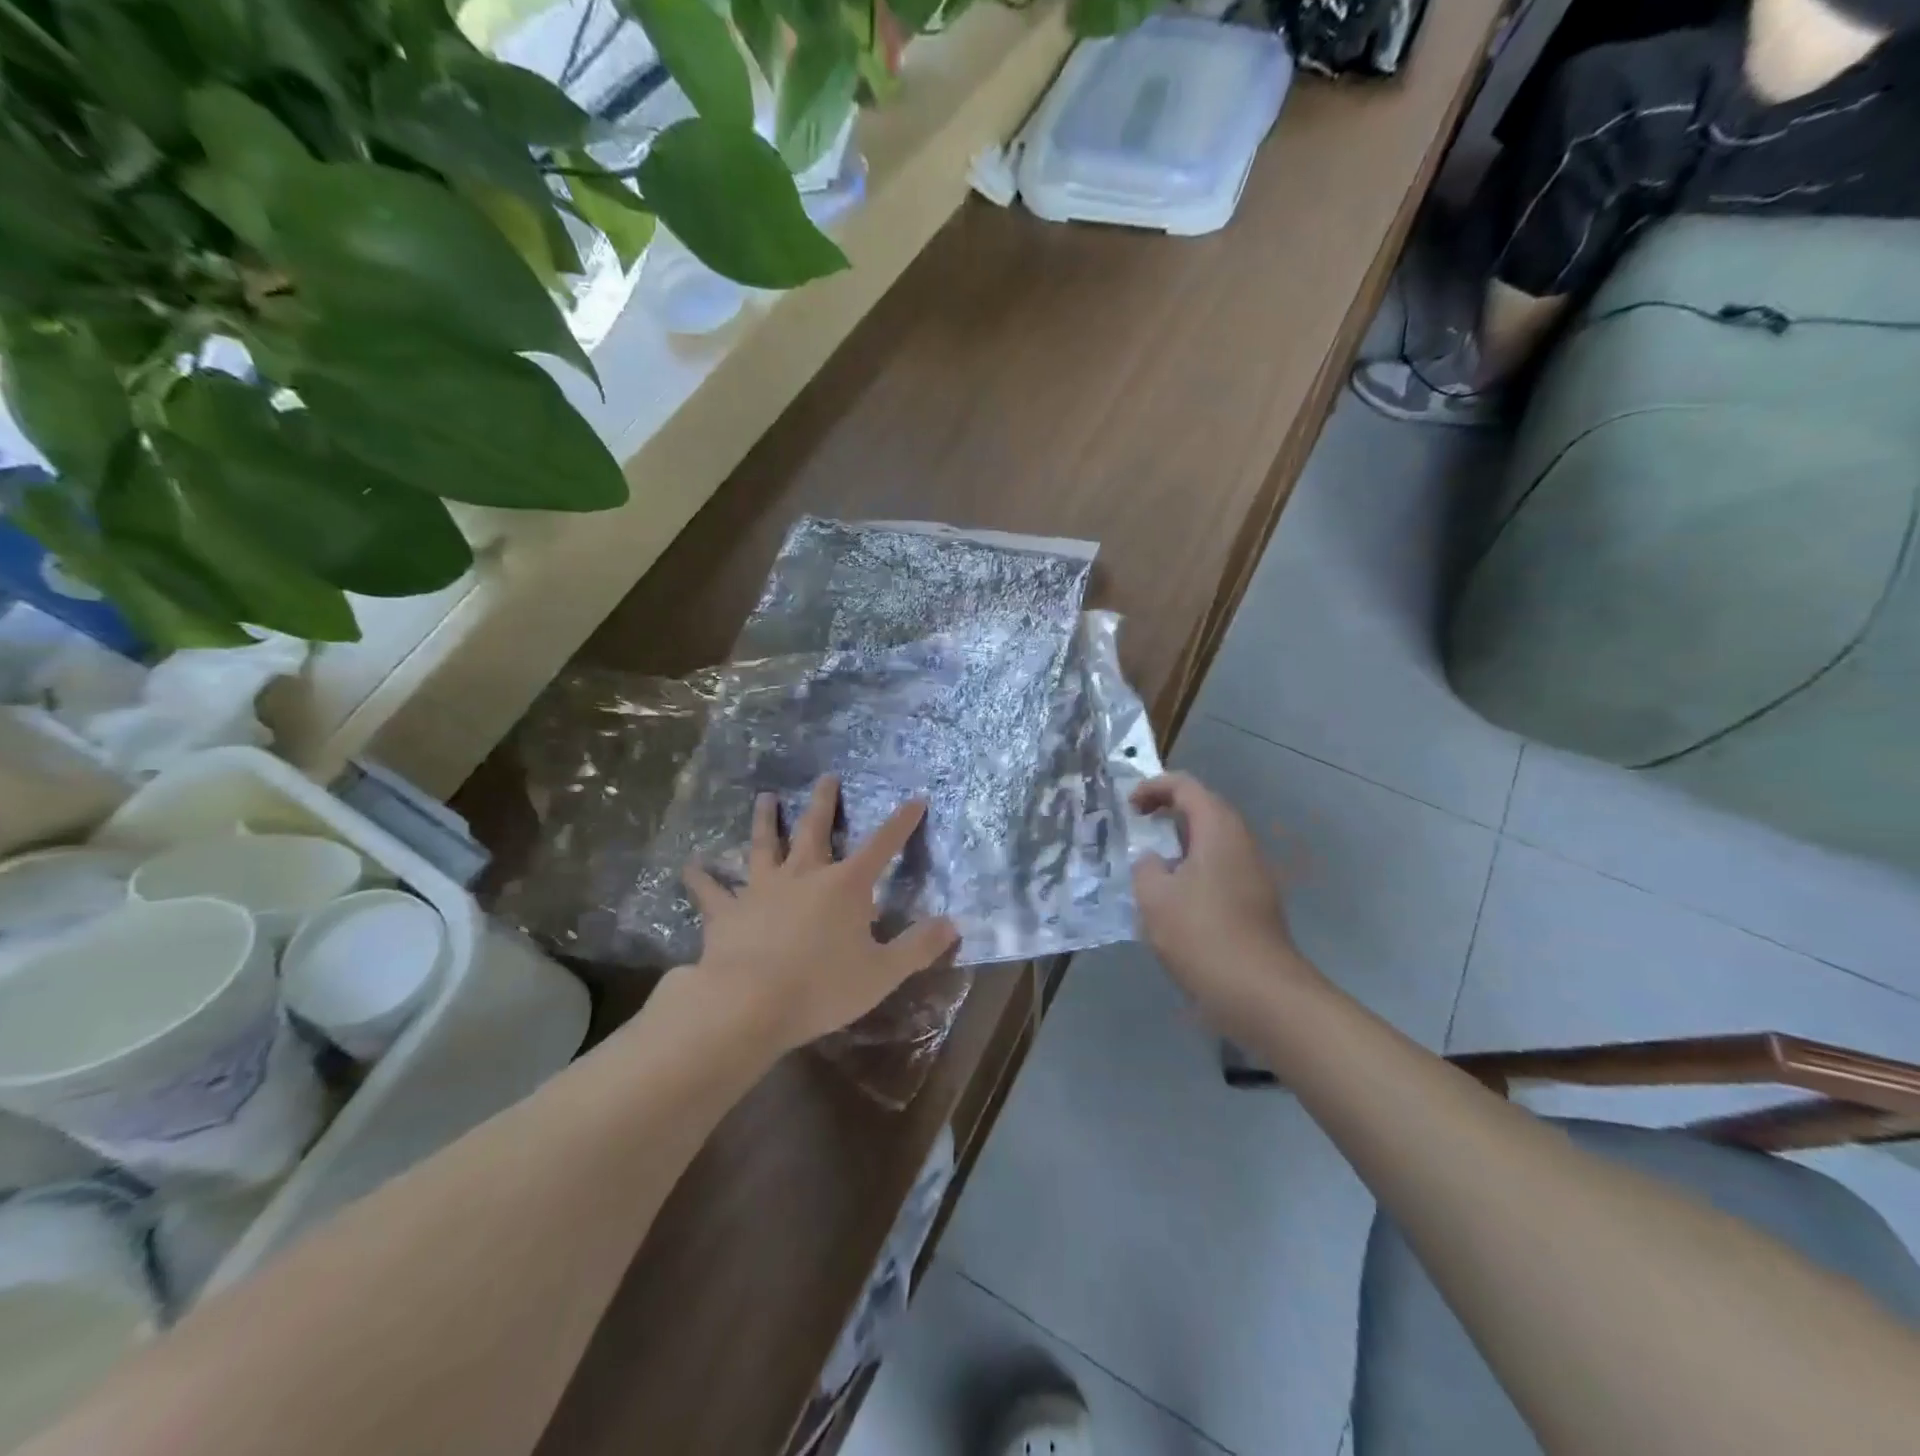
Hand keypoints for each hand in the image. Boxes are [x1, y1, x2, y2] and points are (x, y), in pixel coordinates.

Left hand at [682, 775, 959, 1054]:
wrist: (749, 1003)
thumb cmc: (822, 987)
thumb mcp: (882, 973)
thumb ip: (918, 947)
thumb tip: (952, 924)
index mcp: (845, 886)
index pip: (882, 846)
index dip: (901, 823)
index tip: (915, 800)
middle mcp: (803, 875)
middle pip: (815, 829)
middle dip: (824, 802)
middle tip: (826, 777)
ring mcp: (761, 889)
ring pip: (763, 846)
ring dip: (766, 821)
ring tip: (765, 798)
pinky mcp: (727, 912)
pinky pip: (711, 890)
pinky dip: (700, 876)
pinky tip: (689, 864)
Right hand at [1131, 773, 1321, 1031]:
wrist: (1259, 992)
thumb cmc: (1201, 934)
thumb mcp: (1154, 897)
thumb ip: (1145, 868)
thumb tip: (1154, 862)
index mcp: (1218, 830)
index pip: (1186, 787)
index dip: (1154, 788)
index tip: (1129, 807)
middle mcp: (1242, 843)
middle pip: (1205, 810)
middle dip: (1170, 812)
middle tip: (1140, 827)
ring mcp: (1255, 874)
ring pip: (1214, 843)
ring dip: (1182, 844)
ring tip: (1152, 865)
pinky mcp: (1257, 903)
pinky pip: (1221, 870)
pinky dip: (1195, 870)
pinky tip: (1175, 901)